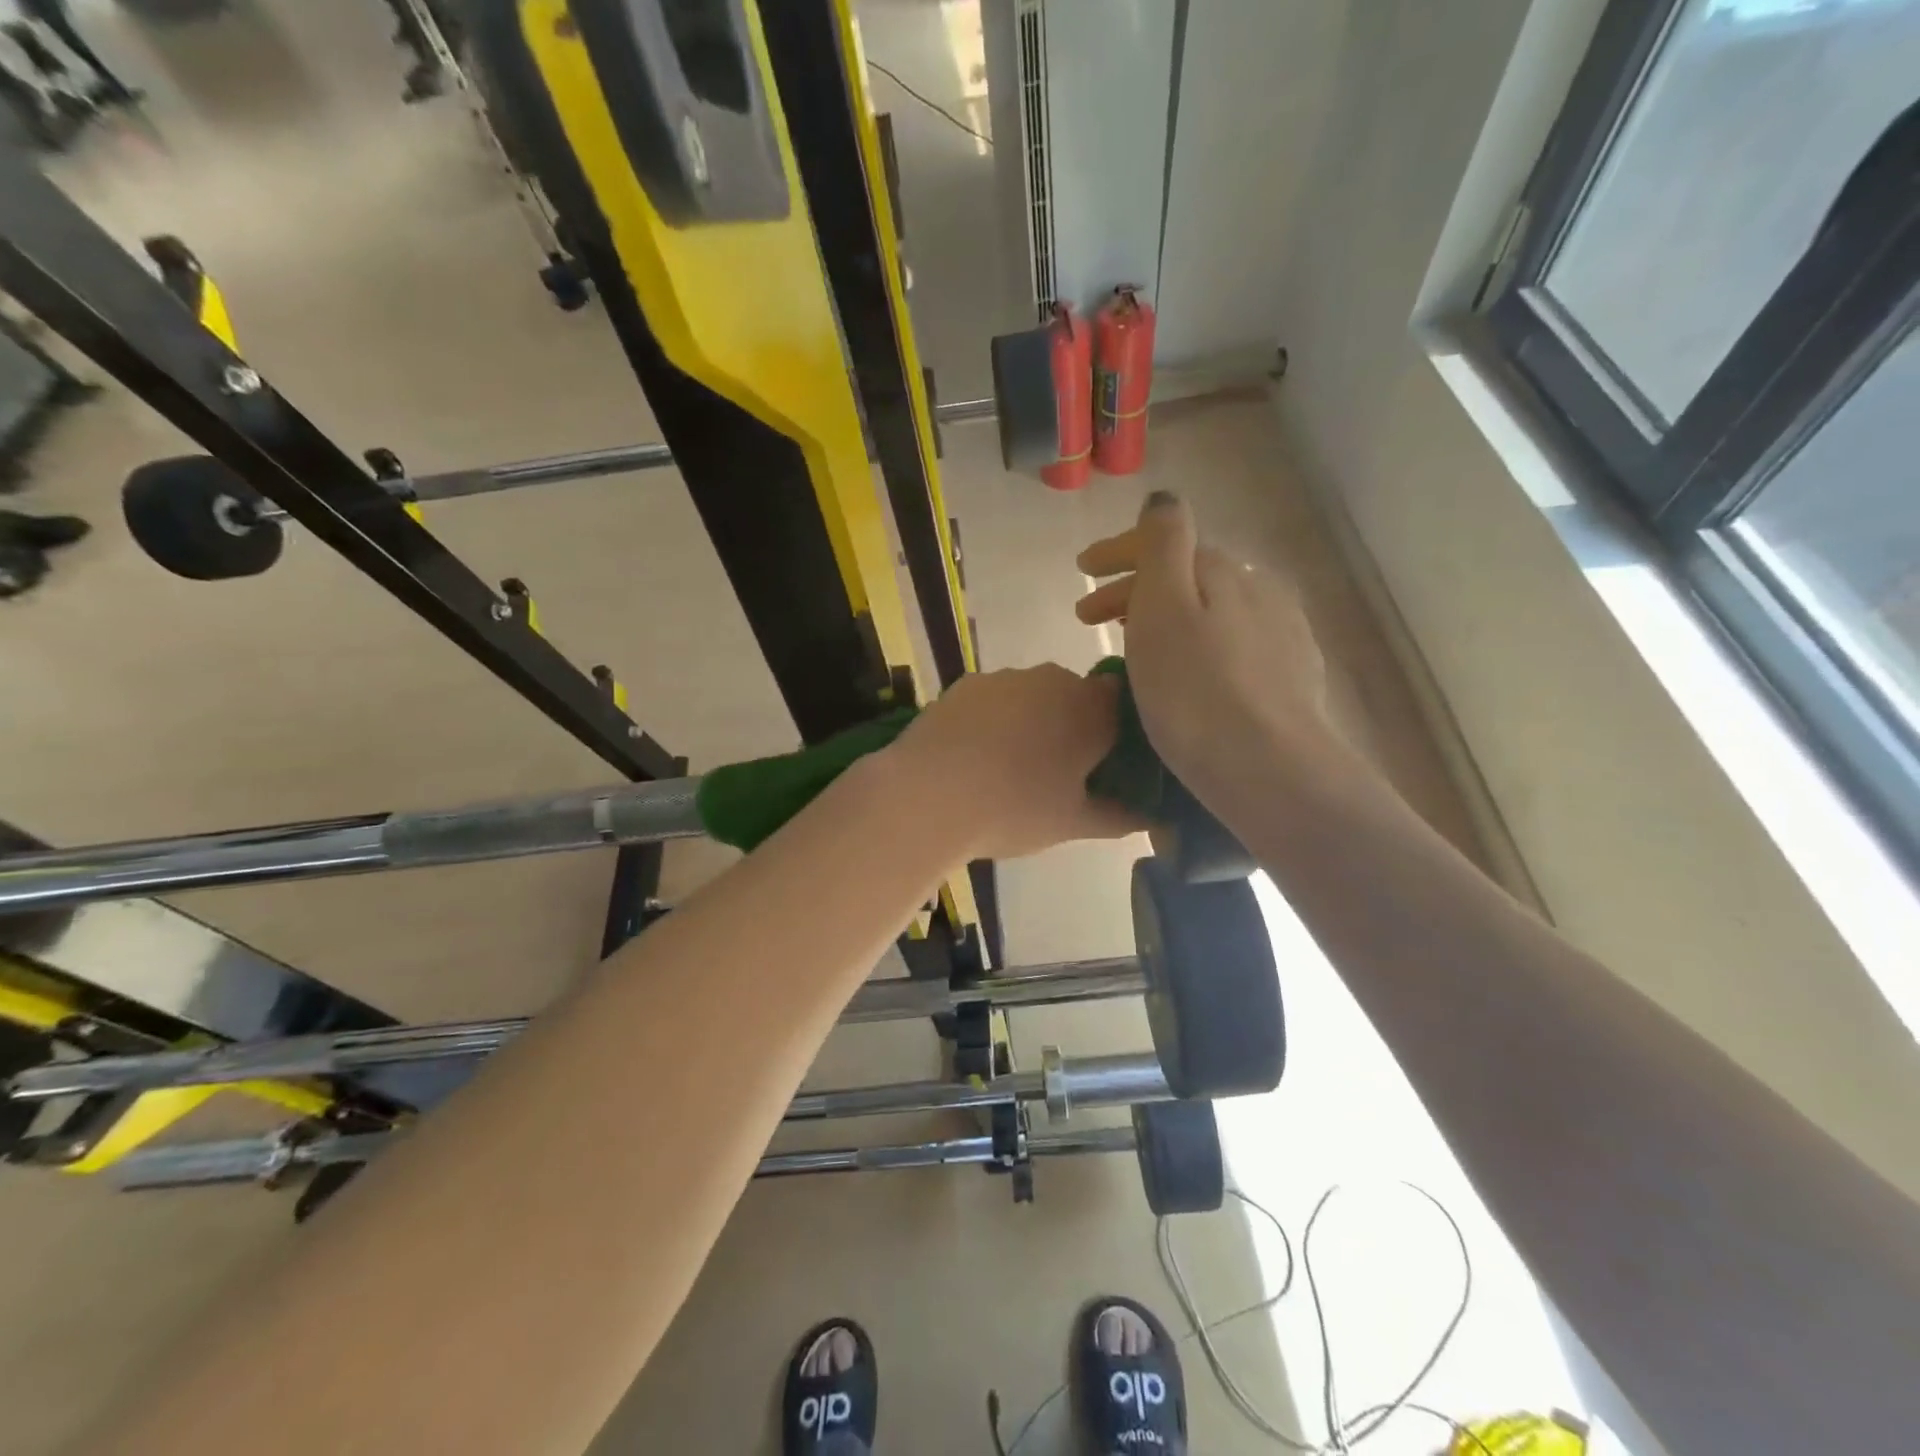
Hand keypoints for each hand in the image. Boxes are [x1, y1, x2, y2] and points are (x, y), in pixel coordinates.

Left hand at [884, 665, 1139, 859]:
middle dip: (1073, 727)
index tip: (1105, 765)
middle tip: (1058, 773)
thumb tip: (1155, 818)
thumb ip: (1121, 816)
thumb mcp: (1073, 823)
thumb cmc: (1014, 810)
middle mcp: (1054, 679)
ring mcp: (1006, 678)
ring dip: (1032, 721)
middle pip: (1077, 697)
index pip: (1123, 705)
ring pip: (1033, 696)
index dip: (1117, 733)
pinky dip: (994, 719)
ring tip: (1009, 767)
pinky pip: (995, 699)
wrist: (926, 795)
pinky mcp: (965, 683)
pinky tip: (975, 754)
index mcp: (1092, 709)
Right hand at [1075, 492, 1336, 801]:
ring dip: (1164, 617)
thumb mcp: (1164, 606)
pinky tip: (1188, 671)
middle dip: (1134, 588)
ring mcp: (1281, 634)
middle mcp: (1259, 590)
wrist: (1269, 768)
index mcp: (1223, 570)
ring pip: (1209, 611)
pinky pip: (1229, 643)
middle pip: (1186, 577)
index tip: (1080, 569)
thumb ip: (1163, 543)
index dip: (1118, 551)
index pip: (1165, 542)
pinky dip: (1196, 644)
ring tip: (1131, 643)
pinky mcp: (1291, 677)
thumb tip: (1164, 498)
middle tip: (1088, 617)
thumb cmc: (1196, 689)